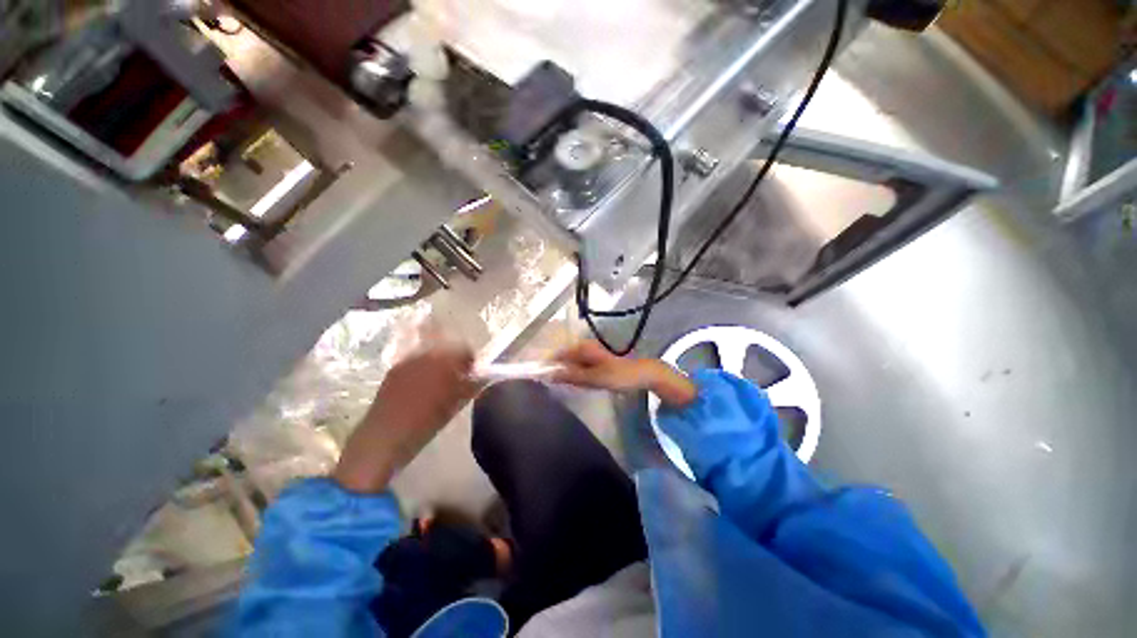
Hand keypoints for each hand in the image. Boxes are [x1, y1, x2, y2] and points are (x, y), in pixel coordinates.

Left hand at [333, 345, 479, 493]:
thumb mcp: (454, 406)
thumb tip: (482, 377)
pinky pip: (416, 362)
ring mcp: (406, 361)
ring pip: (431, 355)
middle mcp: (424, 355)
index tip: (472, 373)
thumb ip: (471, 386)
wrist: (383, 438)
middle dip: (455, 361)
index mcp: (443, 362)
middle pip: (447, 349)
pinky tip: (423, 387)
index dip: (471, 361)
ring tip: (440, 383)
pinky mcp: (394, 370)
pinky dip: (424, 369)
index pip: (464, 350)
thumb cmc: (424, 424)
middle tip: (458, 379)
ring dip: (439, 364)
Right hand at [552, 340, 697, 407]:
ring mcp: (589, 354)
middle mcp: (583, 347)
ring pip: (570, 365)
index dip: (546, 366)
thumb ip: (571, 376)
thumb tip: (549, 375)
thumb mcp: (593, 378)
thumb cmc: (619, 375)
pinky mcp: (594, 361)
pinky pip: (579, 368)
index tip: (539, 380)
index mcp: (581, 348)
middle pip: (562, 360)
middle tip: (556, 388)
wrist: (643, 374)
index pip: (556, 355)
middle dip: (557, 373)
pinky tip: (581, 385)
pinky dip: (577, 377)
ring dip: (568, 376)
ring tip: (569, 387)